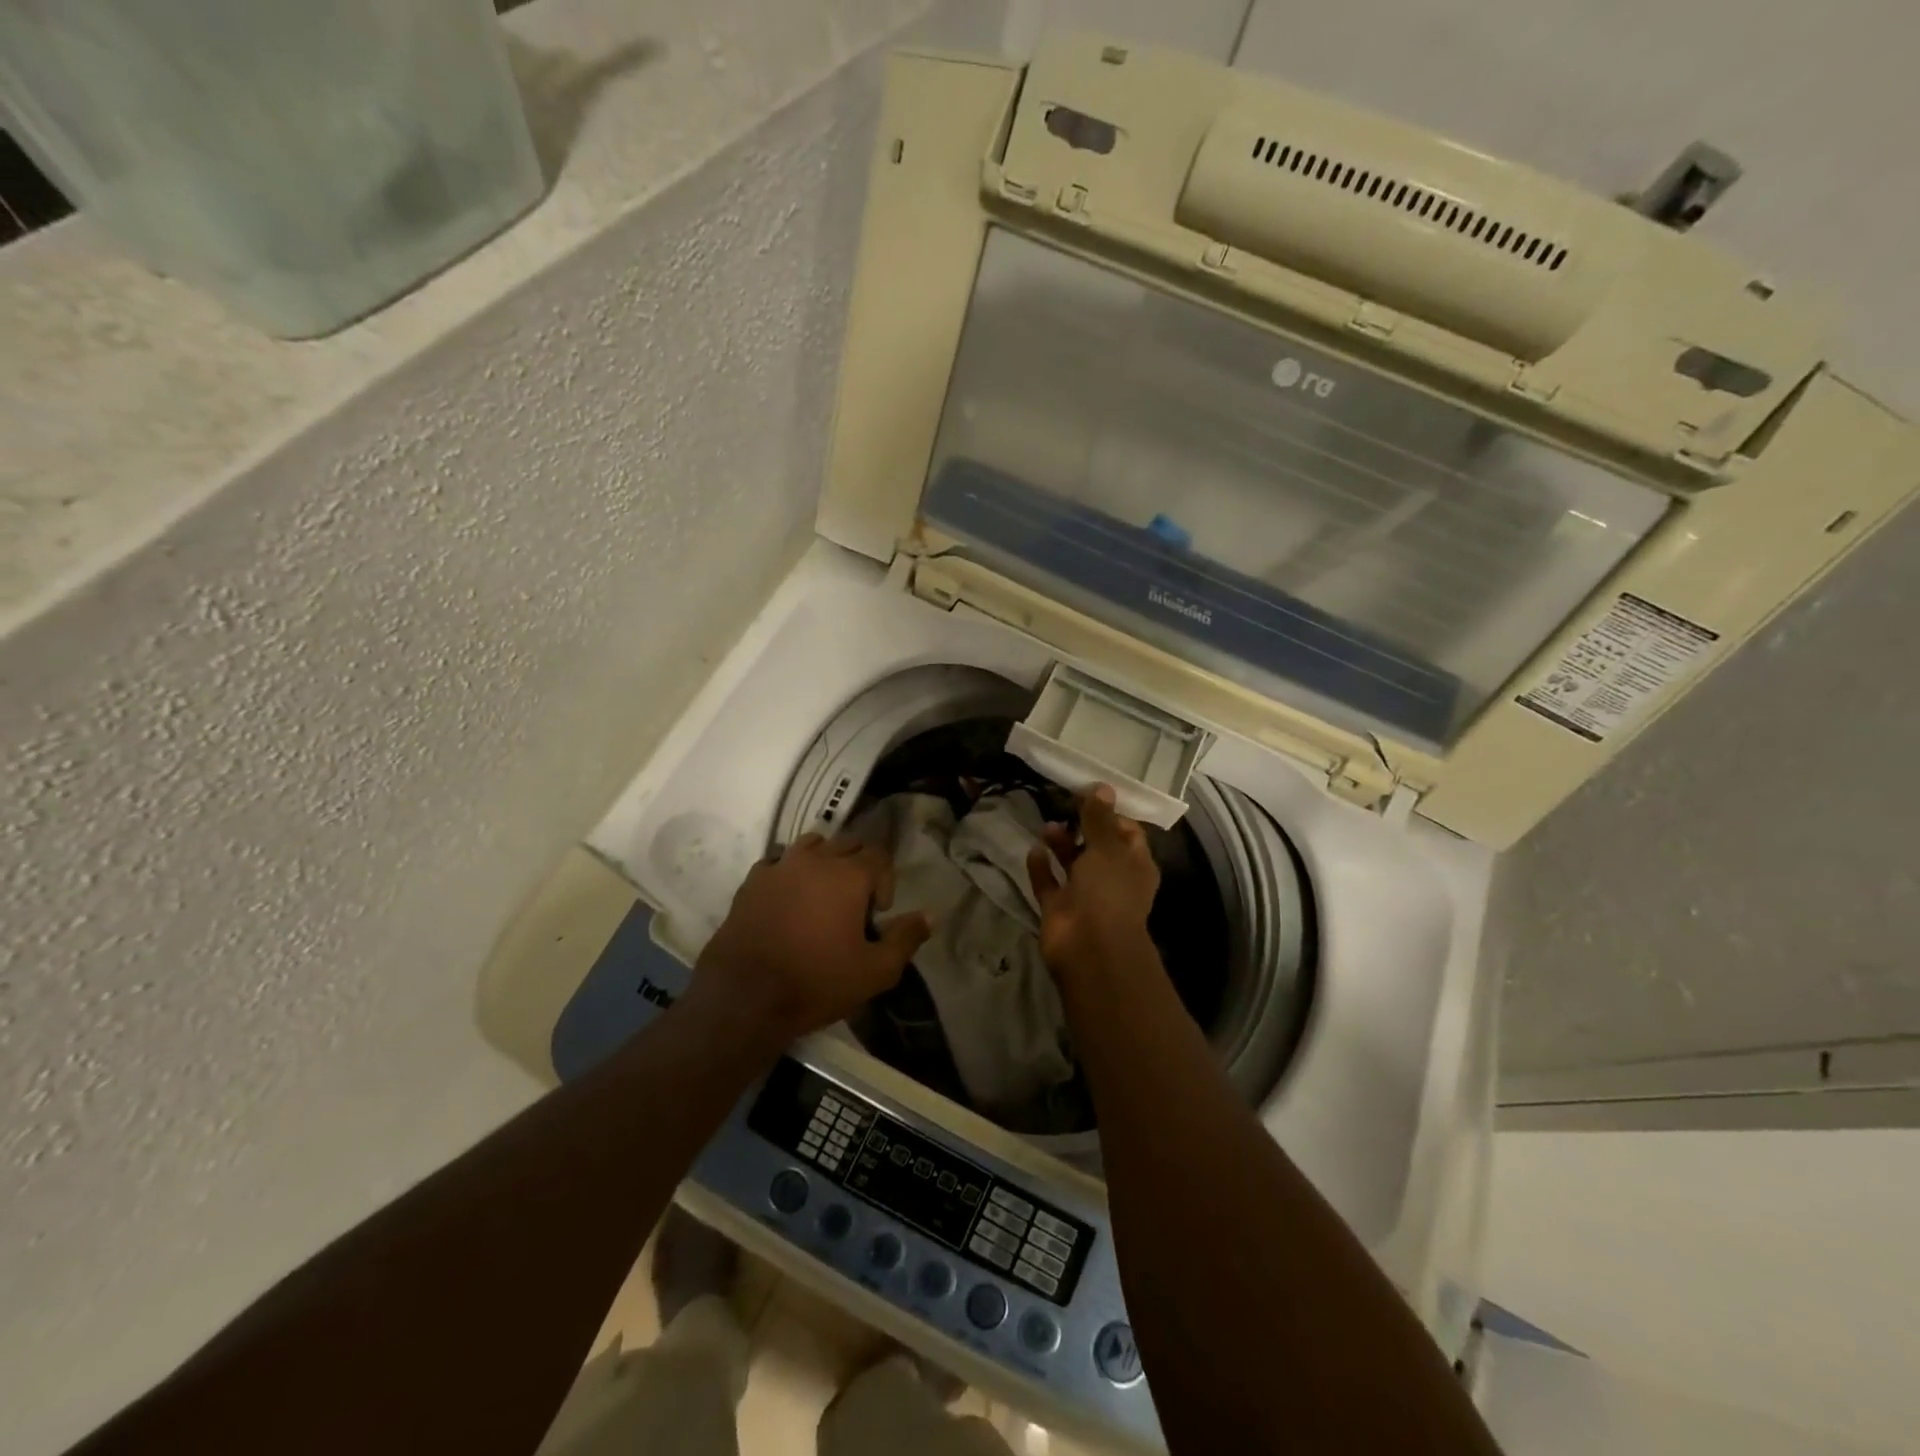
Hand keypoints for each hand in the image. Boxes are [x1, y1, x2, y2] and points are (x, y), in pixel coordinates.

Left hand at [688, 833, 930, 1052]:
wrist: (744, 998)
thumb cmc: (816, 982)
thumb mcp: (875, 972)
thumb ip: (905, 939)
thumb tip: (929, 915)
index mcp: (848, 875)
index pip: (879, 855)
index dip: (885, 881)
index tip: (878, 914)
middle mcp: (815, 860)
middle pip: (847, 843)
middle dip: (858, 866)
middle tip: (855, 904)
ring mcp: (779, 867)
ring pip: (811, 845)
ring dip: (824, 861)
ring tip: (822, 895)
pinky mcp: (751, 882)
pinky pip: (777, 862)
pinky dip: (789, 872)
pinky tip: (788, 901)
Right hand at [1025, 784, 1160, 979]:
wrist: (1089, 948)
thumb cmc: (1108, 892)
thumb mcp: (1107, 848)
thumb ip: (1100, 818)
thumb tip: (1103, 787)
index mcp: (1135, 865)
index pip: (1128, 832)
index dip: (1111, 813)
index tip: (1090, 794)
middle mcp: (1112, 880)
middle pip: (1097, 847)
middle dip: (1082, 826)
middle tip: (1062, 804)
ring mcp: (1085, 896)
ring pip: (1072, 864)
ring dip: (1060, 844)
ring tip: (1046, 825)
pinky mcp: (1060, 909)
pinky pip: (1049, 883)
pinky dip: (1041, 868)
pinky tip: (1033, 850)